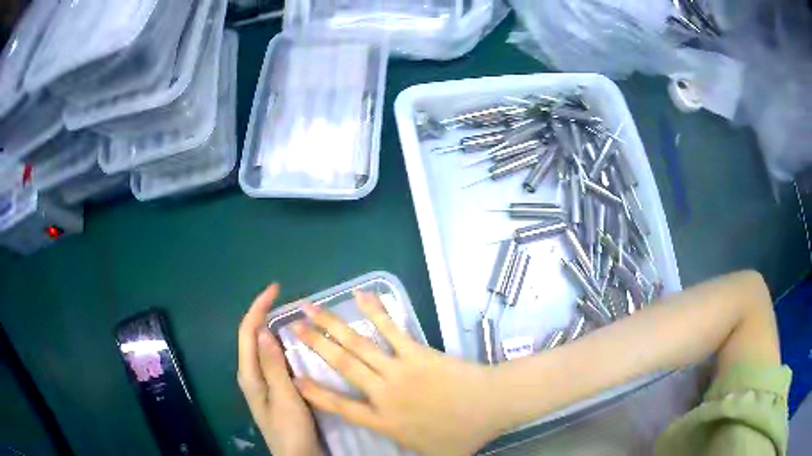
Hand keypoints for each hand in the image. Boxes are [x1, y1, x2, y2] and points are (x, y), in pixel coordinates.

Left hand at [238, 284, 320, 455]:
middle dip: (264, 314)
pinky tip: (294, 345)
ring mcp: (262, 383)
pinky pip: (273, 360)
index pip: (247, 333)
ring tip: (290, 315)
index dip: (258, 308)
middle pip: (252, 337)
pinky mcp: (274, 389)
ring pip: (263, 348)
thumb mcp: (284, 397)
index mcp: (249, 374)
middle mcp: (251, 374)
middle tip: (285, 300)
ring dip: (272, 328)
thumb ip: (272, 365)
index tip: (275, 289)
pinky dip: (280, 346)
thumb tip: (262, 330)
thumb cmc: (290, 429)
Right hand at [293, 291, 507, 455]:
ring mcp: (399, 369)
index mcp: (384, 421)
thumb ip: (406, 454)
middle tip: (291, 326)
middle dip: (314, 345)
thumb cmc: (463, 434)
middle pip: (342, 366)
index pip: (340, 407)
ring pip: (357, 345)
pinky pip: (390, 329)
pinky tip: (360, 294)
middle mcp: (384, 393)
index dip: (315, 393)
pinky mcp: (416, 351)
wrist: (491, 405)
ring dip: (331, 324)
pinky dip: (374, 311)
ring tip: (310, 307)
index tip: (293, 377)